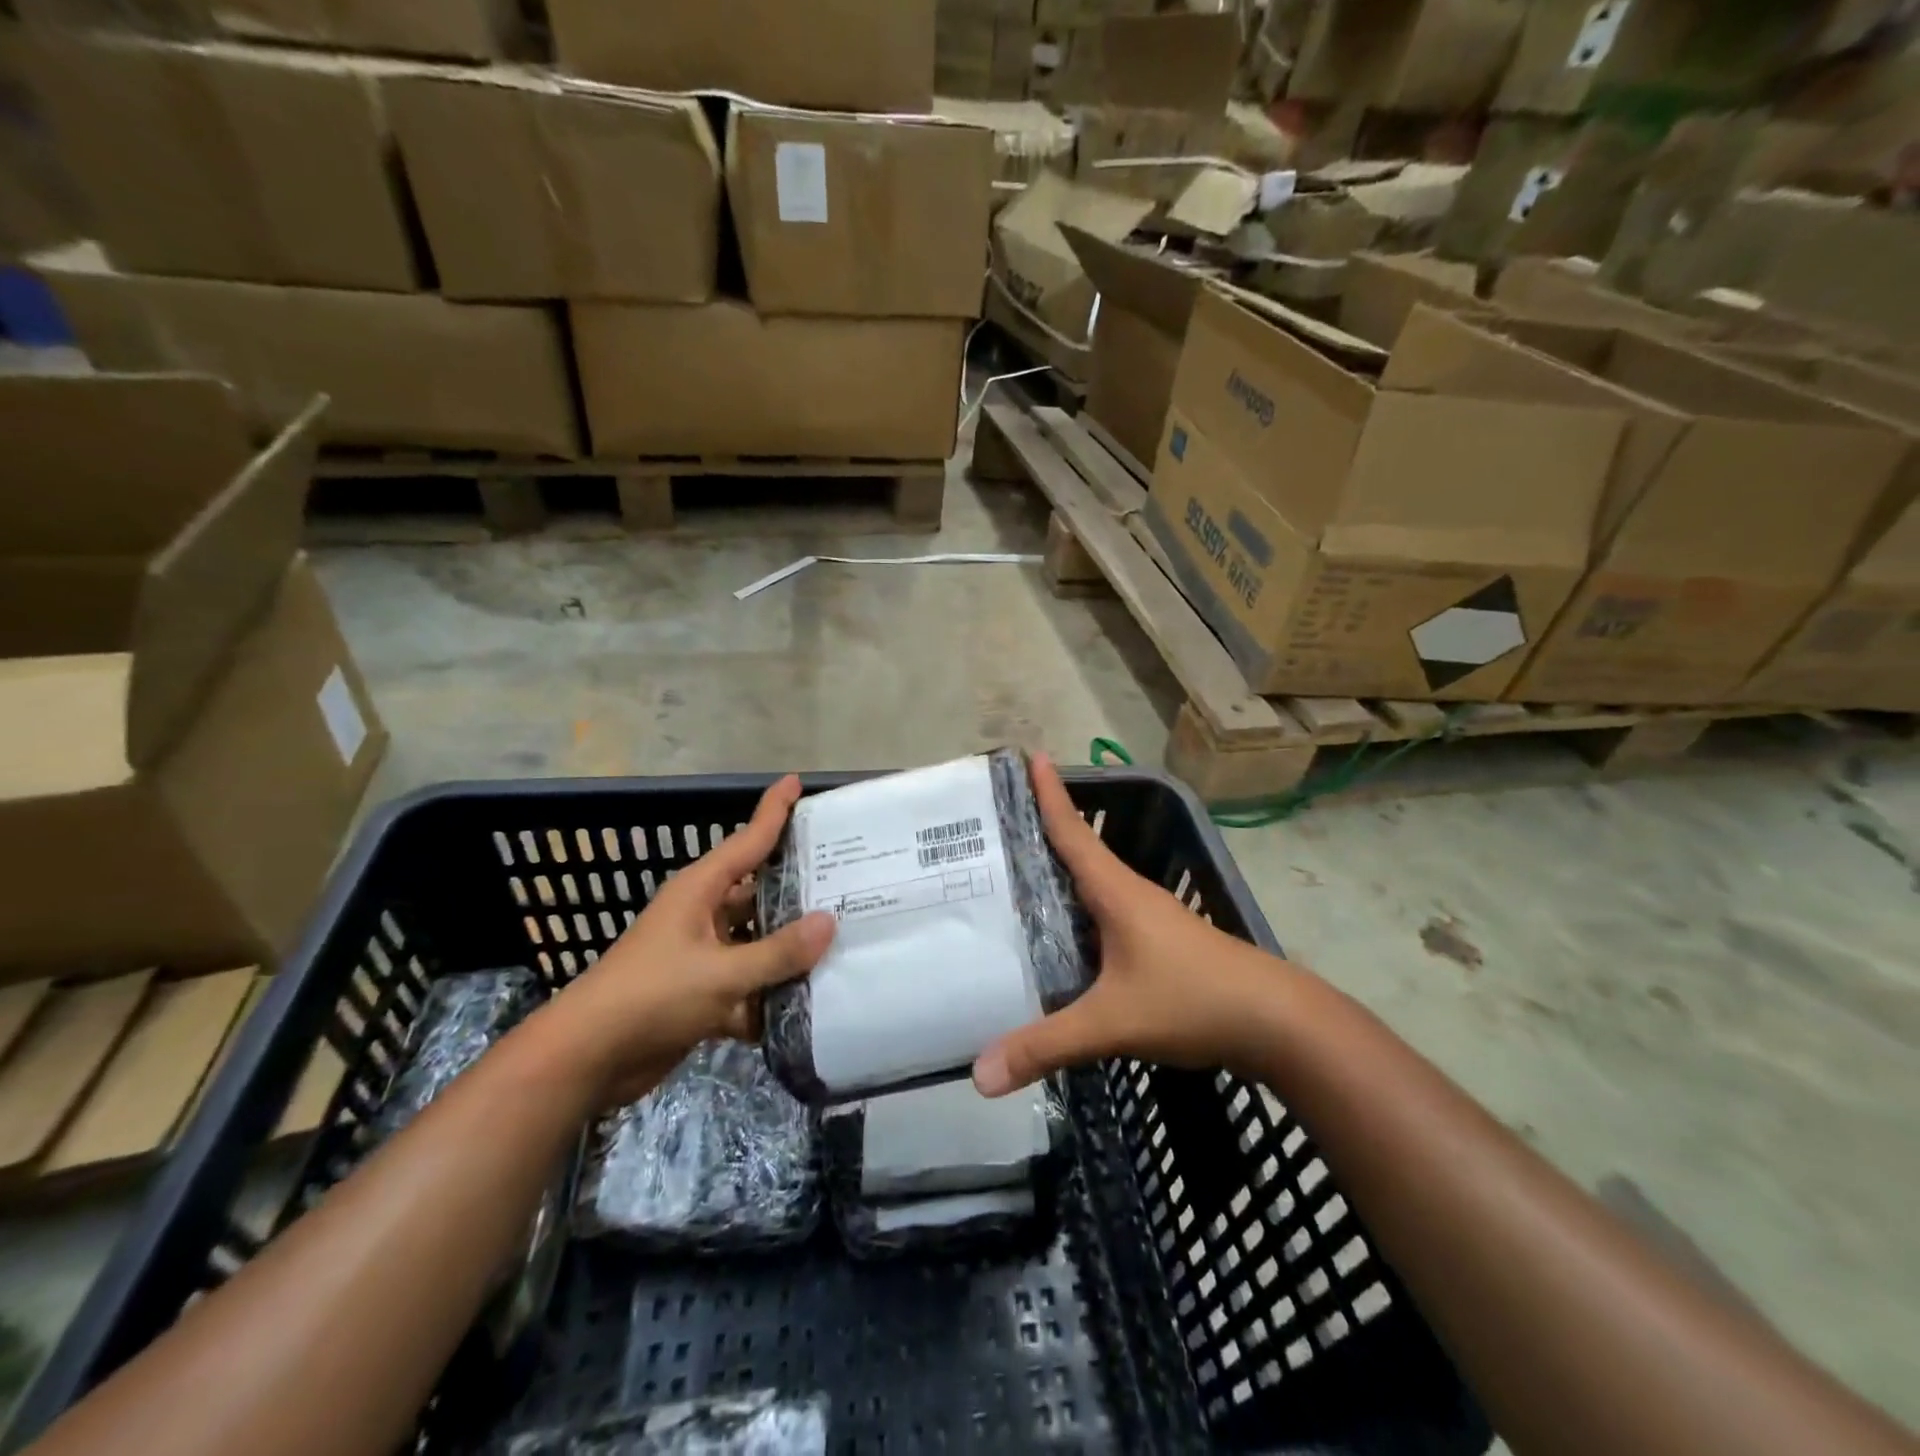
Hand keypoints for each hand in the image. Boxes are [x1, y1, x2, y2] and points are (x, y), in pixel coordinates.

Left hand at [546, 775, 834, 1106]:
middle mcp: (704, 915)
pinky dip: (773, 994)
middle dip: (800, 887)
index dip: (774, 810)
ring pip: (758, 941)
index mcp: (701, 891)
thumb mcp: (721, 973)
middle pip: (760, 892)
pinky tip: (814, 1002)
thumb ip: (778, 951)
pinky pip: (749, 984)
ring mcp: (703, 955)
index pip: (748, 840)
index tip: (798, 781)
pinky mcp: (702, 994)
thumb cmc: (651, 996)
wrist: (587, 1060)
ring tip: (846, 940)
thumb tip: (829, 922)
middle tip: (850, 878)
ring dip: (791, 948)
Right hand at [973, 754, 1299, 1095]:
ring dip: (1059, 873)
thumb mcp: (1112, 1023)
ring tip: (1013, 876)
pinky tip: (1061, 936)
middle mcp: (1130, 895)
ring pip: (1092, 885)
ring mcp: (1149, 919)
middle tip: (994, 823)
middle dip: (1040, 831)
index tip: (1031, 755)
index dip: (1049, 794)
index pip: (1072, 831)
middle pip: (1077, 851)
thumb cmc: (1193, 1001)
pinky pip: (1104, 915)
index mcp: (1116, 892)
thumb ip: (1046, 1045)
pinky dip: (1077, 911)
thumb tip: (979, 1076)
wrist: (1278, 1023)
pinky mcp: (1159, 944)